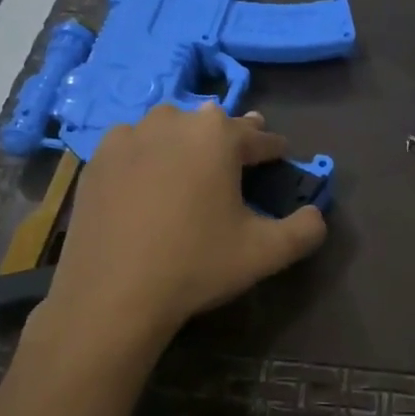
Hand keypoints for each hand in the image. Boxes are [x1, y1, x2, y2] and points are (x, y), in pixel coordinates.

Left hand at [44, 103, 327, 341]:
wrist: (112, 294)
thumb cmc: (196, 265)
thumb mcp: (266, 252)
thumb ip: (305, 230)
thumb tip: (316, 215)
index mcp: (218, 135)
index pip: (259, 137)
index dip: (274, 150)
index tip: (281, 158)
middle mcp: (173, 121)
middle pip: (213, 124)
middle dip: (231, 139)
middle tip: (239, 159)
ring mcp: (129, 136)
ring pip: (170, 128)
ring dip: (186, 141)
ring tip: (192, 166)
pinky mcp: (98, 158)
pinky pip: (135, 146)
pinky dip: (148, 155)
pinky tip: (149, 180)